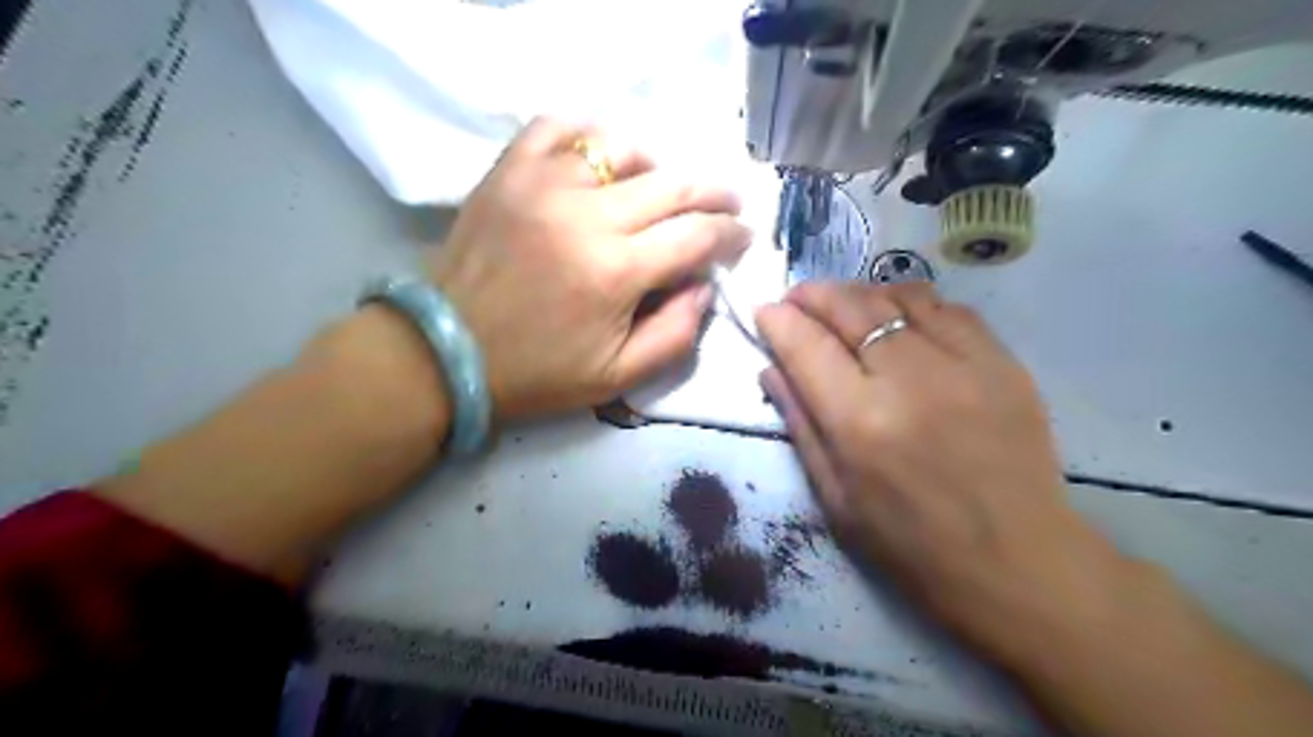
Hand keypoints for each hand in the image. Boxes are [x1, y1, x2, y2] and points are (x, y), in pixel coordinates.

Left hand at [436, 118, 748, 418]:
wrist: (448, 353)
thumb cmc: (538, 373)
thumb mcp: (618, 377)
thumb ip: (677, 334)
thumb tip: (704, 285)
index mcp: (617, 272)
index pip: (697, 236)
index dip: (730, 234)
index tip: (741, 237)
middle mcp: (587, 216)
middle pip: (674, 185)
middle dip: (714, 193)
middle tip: (727, 203)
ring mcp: (543, 184)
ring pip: (623, 149)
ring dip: (655, 169)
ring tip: (659, 190)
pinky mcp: (509, 171)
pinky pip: (559, 128)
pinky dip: (589, 138)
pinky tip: (600, 161)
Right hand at [754, 282, 1135, 661]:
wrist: (1017, 563)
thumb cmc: (910, 544)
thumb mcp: (834, 497)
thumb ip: (800, 424)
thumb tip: (772, 368)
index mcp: (860, 422)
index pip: (807, 346)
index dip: (778, 320)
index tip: (765, 311)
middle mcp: (910, 380)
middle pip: (851, 308)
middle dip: (814, 294)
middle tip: (797, 299)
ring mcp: (965, 365)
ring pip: (900, 296)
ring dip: (861, 293)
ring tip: (846, 307)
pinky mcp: (1005, 364)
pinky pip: (950, 310)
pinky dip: (914, 304)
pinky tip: (903, 319)